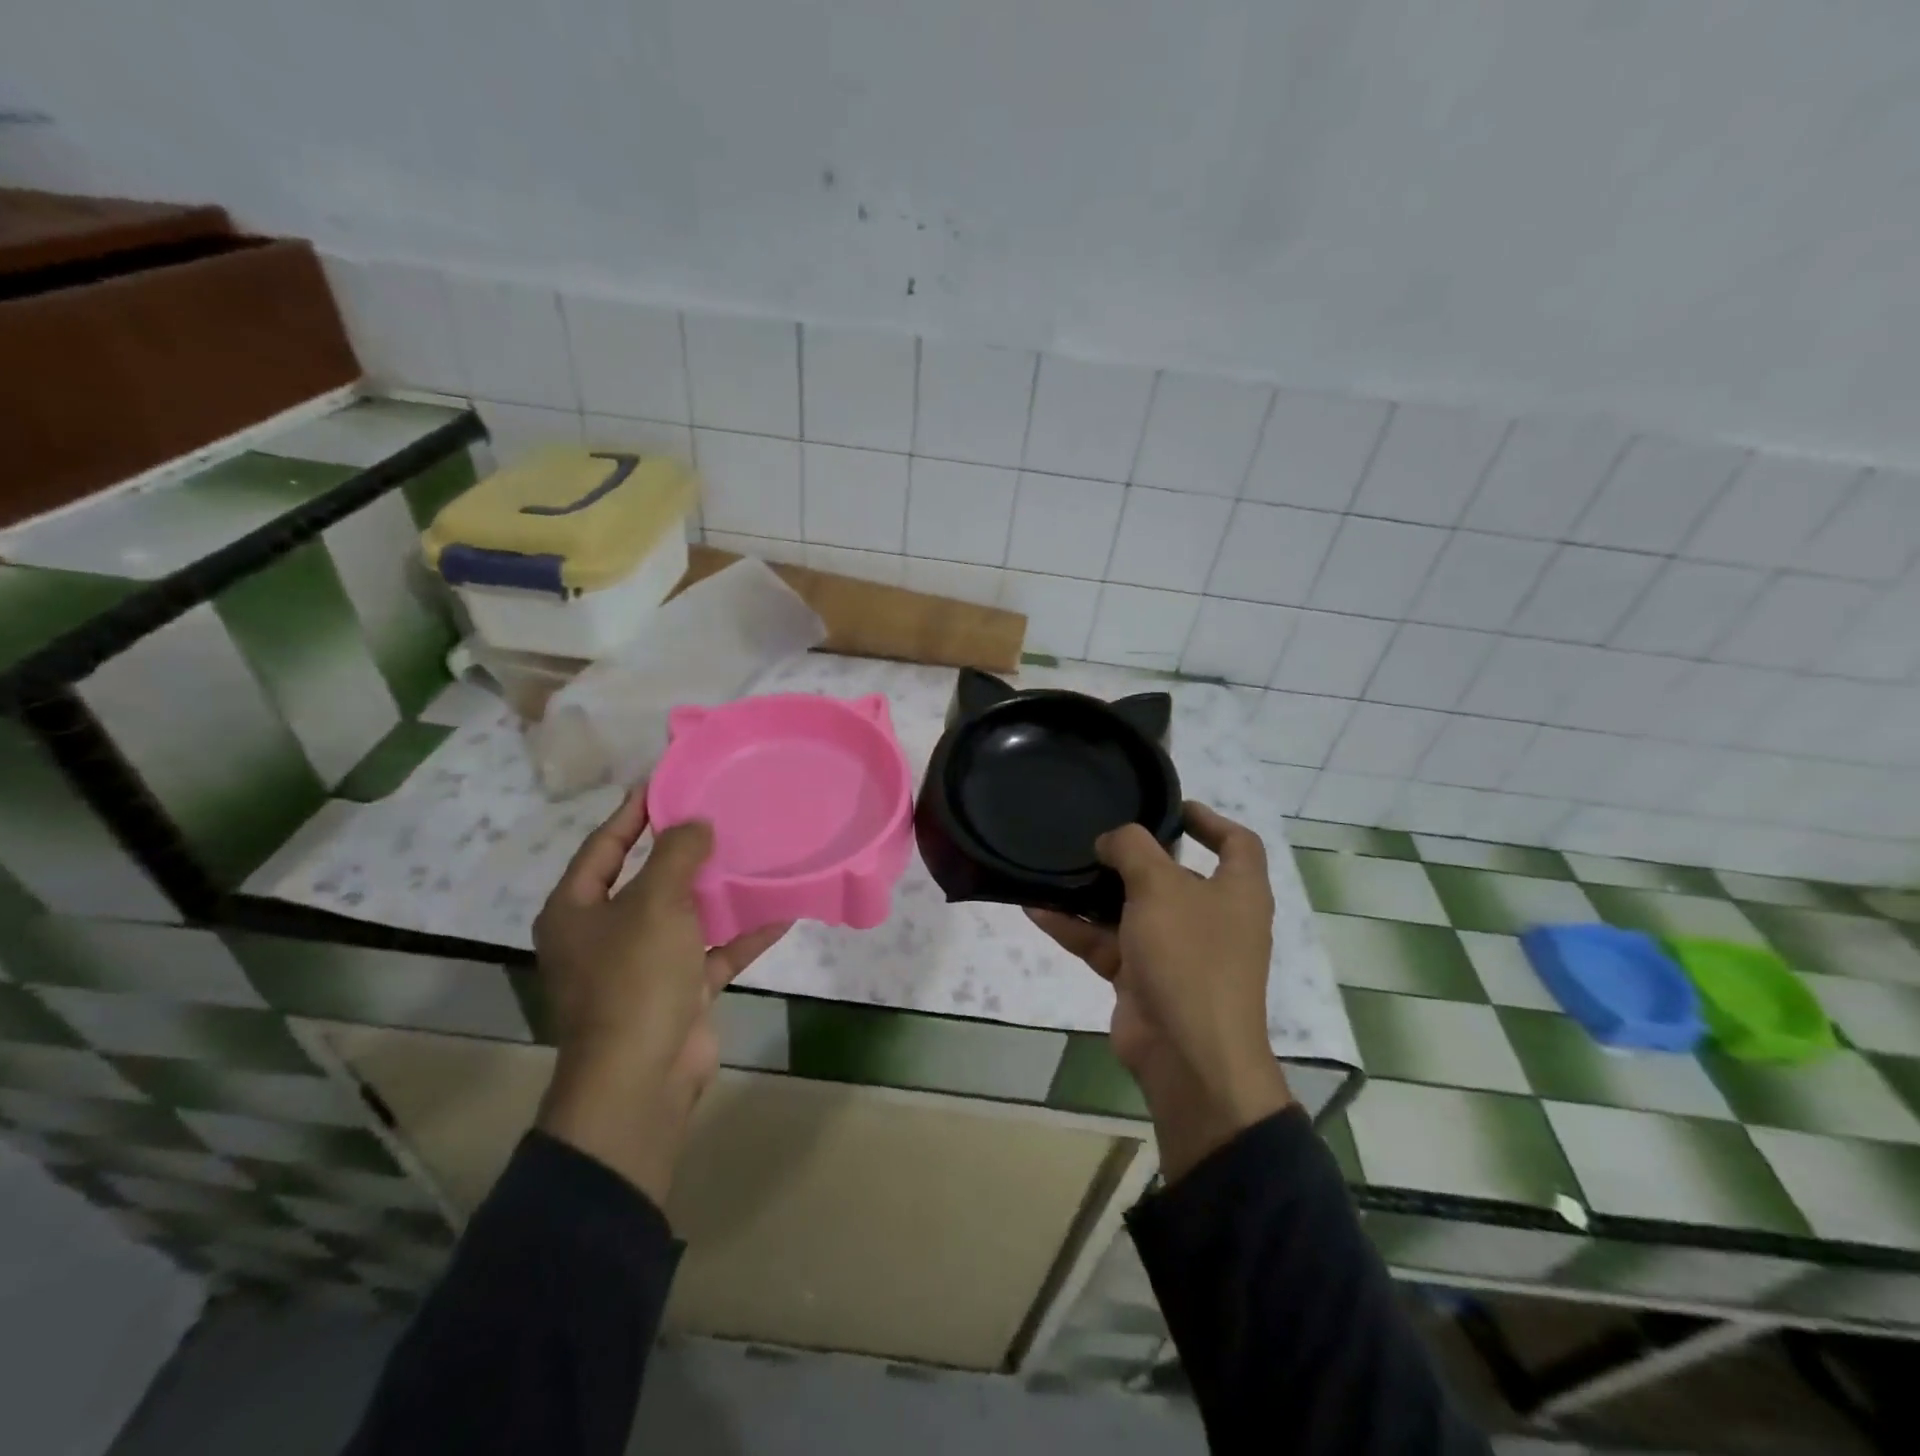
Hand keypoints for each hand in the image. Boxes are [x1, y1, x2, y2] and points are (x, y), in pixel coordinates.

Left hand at [532, 788, 787, 1206]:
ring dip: (718, 892)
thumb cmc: (634, 979)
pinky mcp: (680, 991)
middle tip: (720, 814)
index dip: (632, 813)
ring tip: (754, 854)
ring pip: (685, 916)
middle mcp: (604, 936)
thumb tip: (696, 824)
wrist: (642, 1078)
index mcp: (577, 911)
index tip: (666, 782)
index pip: (603, 846)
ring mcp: (643, 966)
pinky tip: (782, 910)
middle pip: (647, 880)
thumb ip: (675, 854)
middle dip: (683, 851)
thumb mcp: (654, 904)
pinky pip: (715, 952)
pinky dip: (744, 935)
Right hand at [1029, 802, 1290, 1182]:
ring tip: (1056, 866)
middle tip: (1095, 834)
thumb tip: (1113, 841)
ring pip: (1131, 910)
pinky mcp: (1143, 978)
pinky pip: (1106, 943)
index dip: (1209, 820)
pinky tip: (1036, 907)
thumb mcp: (1160, 886)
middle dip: (1134, 856)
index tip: (1171, 806)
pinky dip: (1076, 928)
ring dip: (1094, 892)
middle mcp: (1211, 918)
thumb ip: (1133, 848)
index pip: (1236, 843)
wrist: (1187, 1054)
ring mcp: (1176, 951)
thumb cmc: (1189, 955)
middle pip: (1173, 875)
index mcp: (1236, 891)